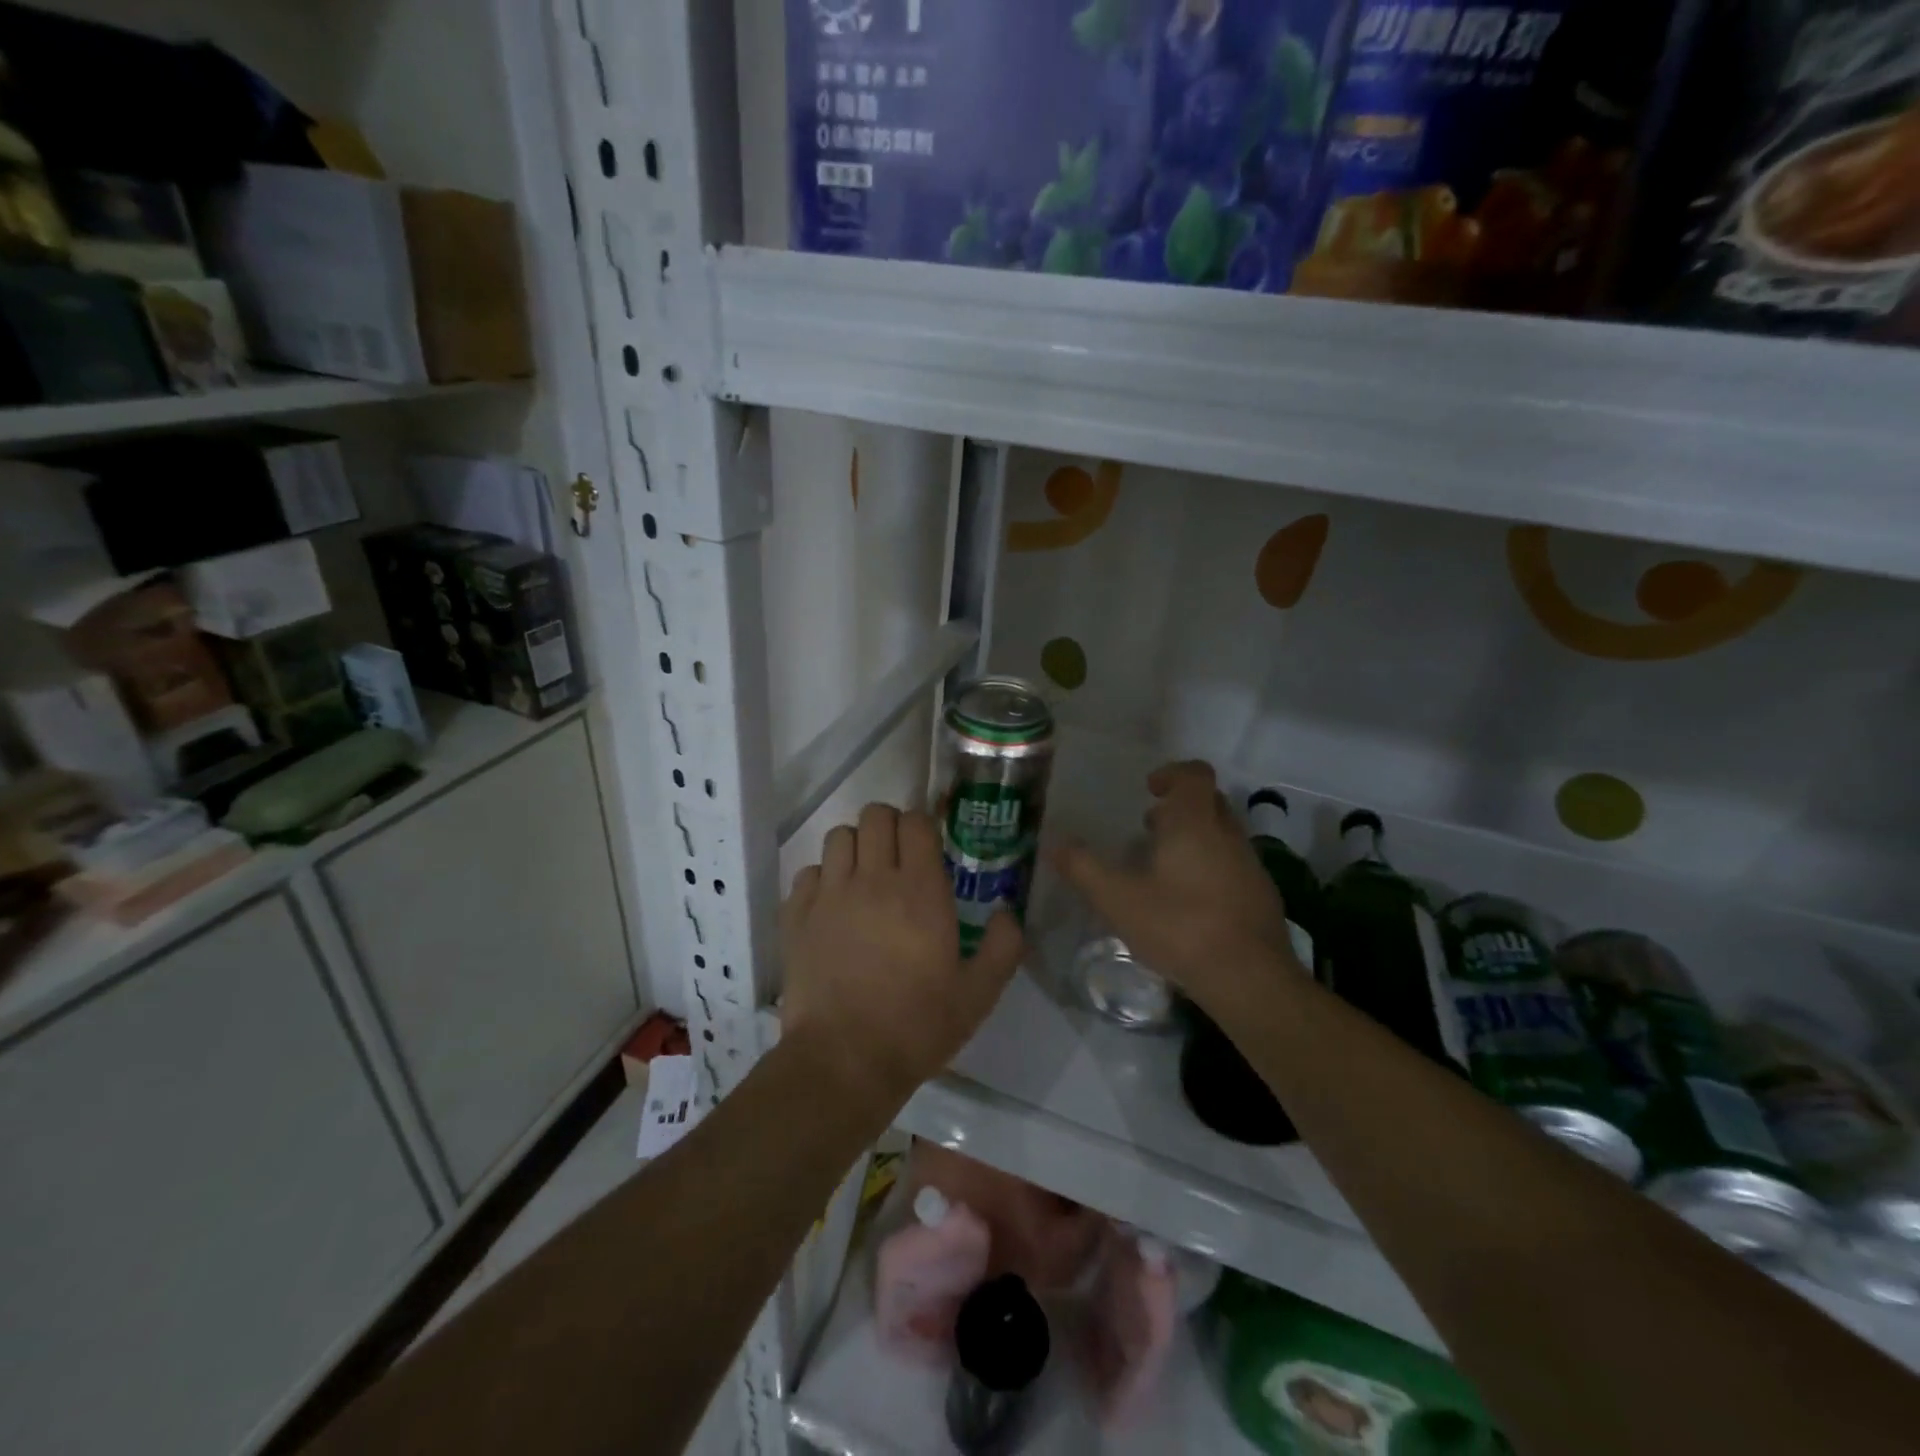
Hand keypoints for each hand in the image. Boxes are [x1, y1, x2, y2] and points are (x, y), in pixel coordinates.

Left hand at [781, 803, 1024, 1110]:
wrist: (844, 1060)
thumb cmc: (917, 1026)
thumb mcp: (978, 994)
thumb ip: (1003, 947)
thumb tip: (1009, 912)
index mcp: (920, 890)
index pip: (916, 822)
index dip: (923, 826)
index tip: (928, 847)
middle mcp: (873, 879)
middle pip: (875, 816)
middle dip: (889, 826)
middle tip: (897, 856)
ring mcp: (830, 894)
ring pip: (839, 836)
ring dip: (855, 847)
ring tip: (864, 876)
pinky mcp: (797, 915)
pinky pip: (809, 872)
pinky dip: (822, 878)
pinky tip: (832, 905)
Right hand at [1054, 761, 1301, 1014]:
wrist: (1250, 979)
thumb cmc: (1180, 927)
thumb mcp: (1118, 900)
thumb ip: (1084, 868)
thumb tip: (1055, 844)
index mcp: (1194, 823)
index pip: (1195, 774)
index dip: (1172, 773)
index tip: (1149, 789)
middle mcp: (1228, 834)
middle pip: (1209, 802)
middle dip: (1180, 807)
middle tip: (1150, 828)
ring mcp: (1250, 865)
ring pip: (1222, 834)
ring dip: (1195, 839)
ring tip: (1163, 868)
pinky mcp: (1262, 895)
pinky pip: (1233, 864)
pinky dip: (1211, 867)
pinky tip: (1189, 903)